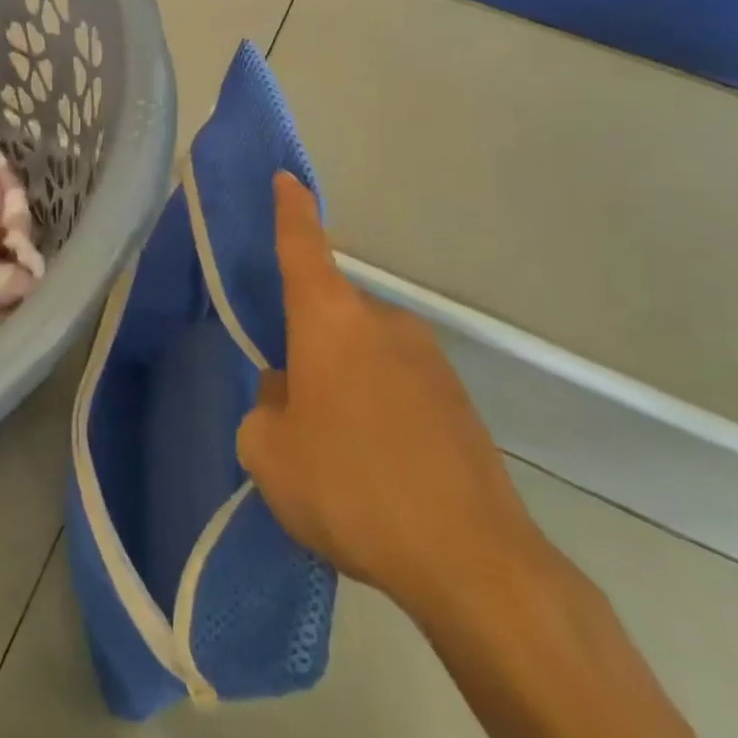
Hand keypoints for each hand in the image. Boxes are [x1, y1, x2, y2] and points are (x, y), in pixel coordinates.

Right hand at [237, 174, 547, 622]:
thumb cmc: (351, 487)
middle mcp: (382, 322)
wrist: (470, 559)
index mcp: (330, 319)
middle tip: (296, 411)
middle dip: (308, 348)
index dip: (291, 210)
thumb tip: (291, 393)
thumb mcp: (270, 453)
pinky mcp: (459, 398)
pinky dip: (380, 409)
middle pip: (329, 314)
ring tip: (342, 453)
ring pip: (364, 353)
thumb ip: (266, 408)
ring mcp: (428, 357)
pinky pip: (398, 384)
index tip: (287, 177)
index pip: (303, 246)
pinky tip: (381, 469)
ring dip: (345, 382)